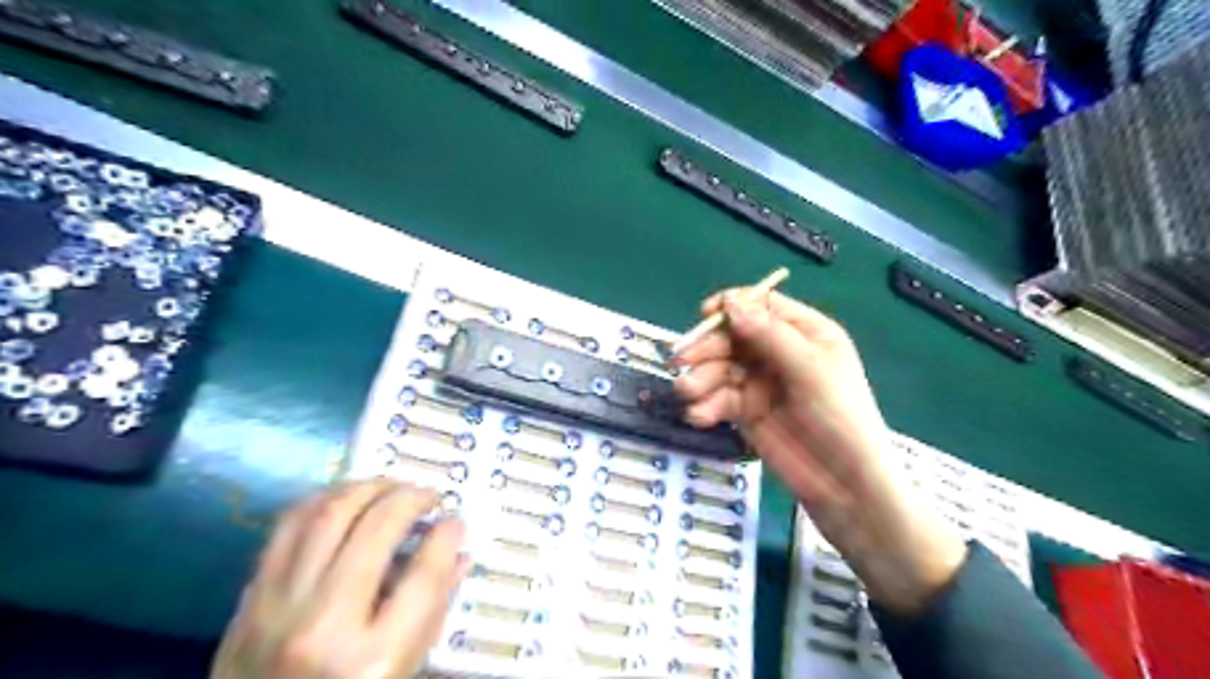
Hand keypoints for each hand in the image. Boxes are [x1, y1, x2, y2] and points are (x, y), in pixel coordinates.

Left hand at [213, 482, 466, 678]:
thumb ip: (433, 610)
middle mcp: (324, 627)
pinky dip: (324, 500)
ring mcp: (277, 610)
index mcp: (374, 661)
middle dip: (411, 498)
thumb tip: (458, 551)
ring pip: (329, 514)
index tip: (455, 519)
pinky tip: (347, 498)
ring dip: (368, 487)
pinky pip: (287, 527)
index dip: (447, 536)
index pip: (424, 575)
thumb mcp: (401, 673)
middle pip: (376, 529)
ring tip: (390, 487)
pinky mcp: (247, 600)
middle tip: (427, 494)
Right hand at [672, 290, 965, 613]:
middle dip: (707, 348)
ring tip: (687, 394)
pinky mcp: (746, 411)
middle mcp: (778, 353)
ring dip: (700, 379)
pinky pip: (719, 399)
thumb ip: (770, 335)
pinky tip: (699, 416)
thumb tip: (731, 303)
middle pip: (733, 337)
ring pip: (720, 369)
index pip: (761, 306)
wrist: (844, 484)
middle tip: (681, 360)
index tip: (706, 313)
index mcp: (803, 333)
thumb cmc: (840, 417)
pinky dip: (705, 405)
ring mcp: (760, 383)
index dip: (732, 305)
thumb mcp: (809, 369)